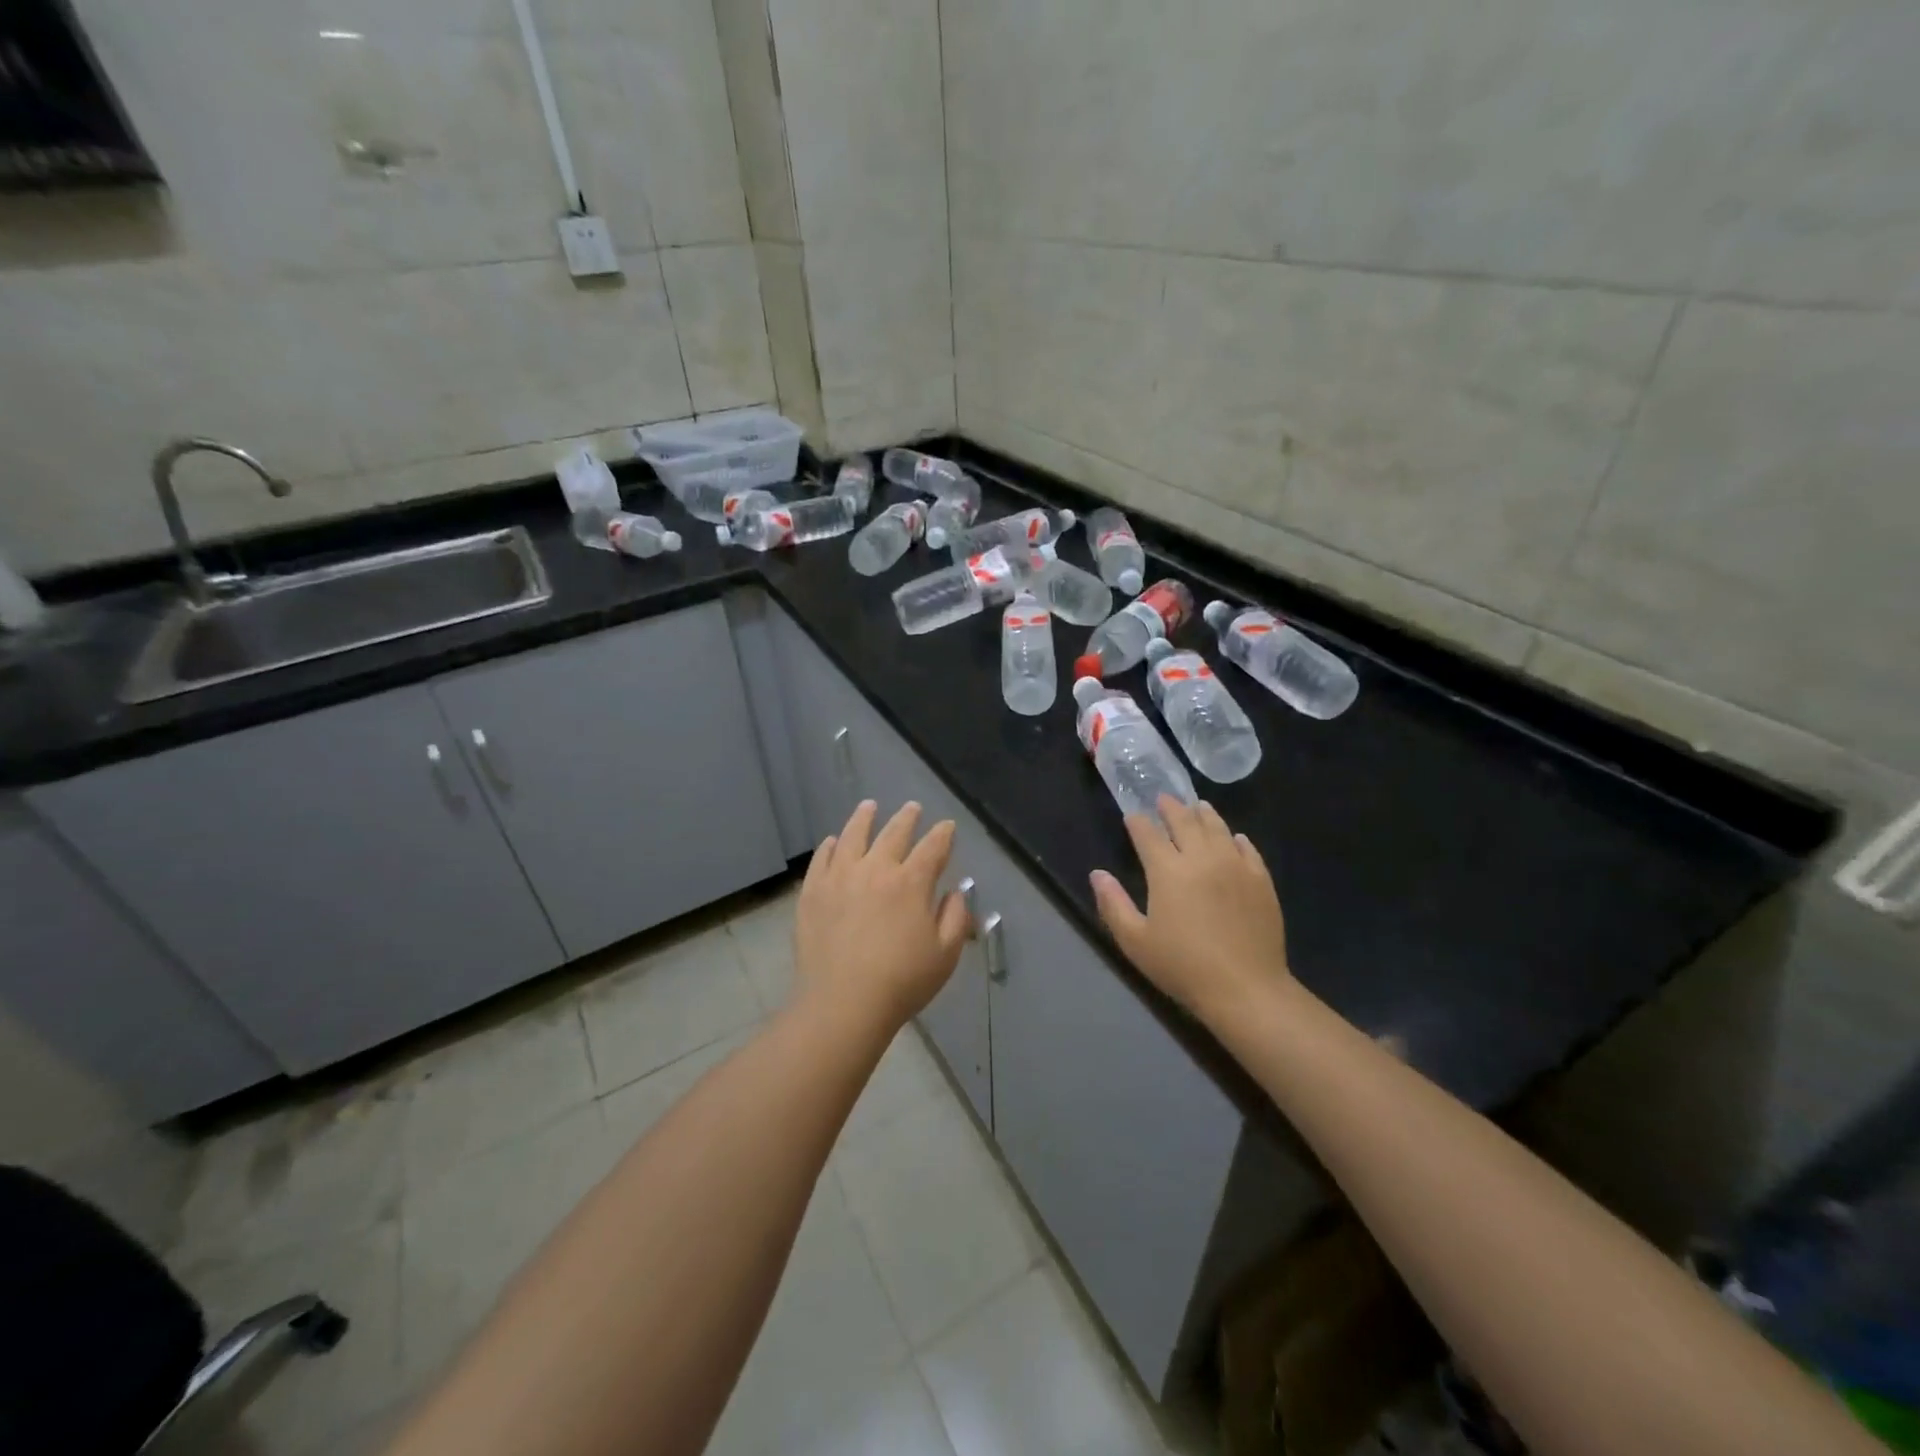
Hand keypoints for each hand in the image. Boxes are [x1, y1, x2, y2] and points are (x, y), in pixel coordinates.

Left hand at [794, 800, 972, 1034]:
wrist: (843, 1002)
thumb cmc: (902, 981)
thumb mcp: (945, 954)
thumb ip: (955, 917)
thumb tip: (953, 892)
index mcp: (911, 882)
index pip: (933, 847)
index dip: (943, 834)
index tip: (947, 826)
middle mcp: (876, 869)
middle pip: (894, 833)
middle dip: (907, 818)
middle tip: (912, 807)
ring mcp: (840, 877)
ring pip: (853, 835)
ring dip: (864, 818)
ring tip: (869, 806)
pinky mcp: (813, 892)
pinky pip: (822, 859)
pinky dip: (830, 846)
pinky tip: (832, 841)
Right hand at [1089, 796, 1290, 1023]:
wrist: (1245, 988)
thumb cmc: (1183, 966)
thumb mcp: (1135, 941)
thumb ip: (1113, 904)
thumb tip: (1097, 874)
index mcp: (1168, 871)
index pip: (1148, 835)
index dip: (1138, 823)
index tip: (1132, 815)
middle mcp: (1202, 858)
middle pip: (1184, 822)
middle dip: (1170, 808)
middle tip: (1163, 799)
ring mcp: (1235, 866)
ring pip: (1217, 828)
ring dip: (1203, 814)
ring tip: (1197, 806)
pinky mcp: (1261, 880)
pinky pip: (1247, 849)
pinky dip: (1235, 838)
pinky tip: (1234, 837)